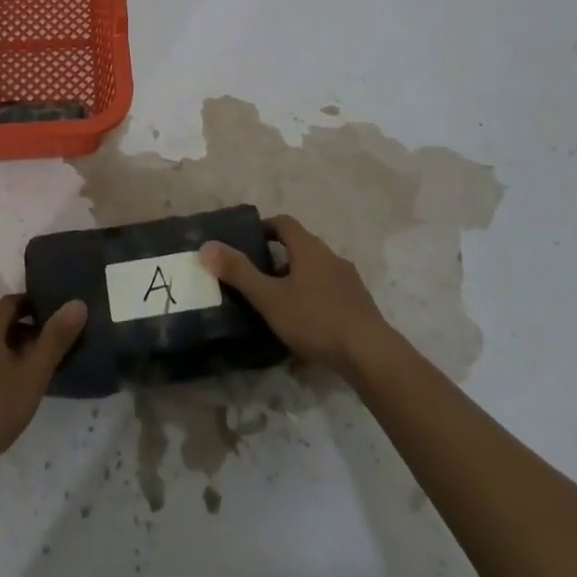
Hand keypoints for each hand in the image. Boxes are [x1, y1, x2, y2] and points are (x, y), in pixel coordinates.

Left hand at [0, 295, 86, 479]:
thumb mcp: (32, 376)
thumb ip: (55, 339)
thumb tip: (77, 303)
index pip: (12, 302)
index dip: (33, 305)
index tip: (53, 317)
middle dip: (22, 330)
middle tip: (45, 349)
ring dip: (5, 351)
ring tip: (26, 373)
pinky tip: (0, 394)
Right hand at [200, 214, 397, 378]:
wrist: (369, 353)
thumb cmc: (315, 319)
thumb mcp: (270, 298)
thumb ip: (239, 273)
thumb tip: (207, 246)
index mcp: (309, 248)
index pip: (284, 223)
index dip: (264, 227)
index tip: (248, 241)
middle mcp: (330, 255)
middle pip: (301, 246)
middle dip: (279, 256)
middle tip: (257, 276)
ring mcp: (348, 279)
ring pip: (317, 269)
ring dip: (298, 278)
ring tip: (279, 301)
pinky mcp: (359, 303)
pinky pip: (330, 290)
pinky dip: (315, 297)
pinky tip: (307, 323)